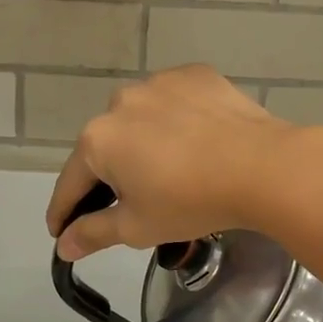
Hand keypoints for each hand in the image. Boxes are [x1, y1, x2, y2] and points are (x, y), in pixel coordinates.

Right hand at [47, 65, 312, 259]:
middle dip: (110, 175)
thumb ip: (93, 233)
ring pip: (140, 119)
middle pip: (106, 146)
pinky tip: (196, 139)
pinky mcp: (195, 75)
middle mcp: (120, 102)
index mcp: (98, 139)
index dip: (63, 212)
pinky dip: (176, 119)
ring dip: (143, 141)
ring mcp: (159, 83)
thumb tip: (63, 246)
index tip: (59, 231)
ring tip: (169, 168)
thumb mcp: (137, 227)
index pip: (71, 182)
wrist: (263, 166)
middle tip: (128, 202)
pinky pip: (174, 101)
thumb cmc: (191, 201)